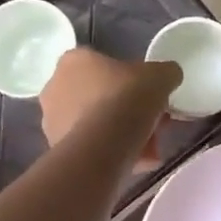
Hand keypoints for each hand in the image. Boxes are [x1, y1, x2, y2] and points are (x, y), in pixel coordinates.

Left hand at [38, 48, 177, 171]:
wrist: (105, 144)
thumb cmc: (127, 97)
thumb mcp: (160, 75)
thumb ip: (165, 72)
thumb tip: (169, 76)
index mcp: (75, 60)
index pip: (102, 63)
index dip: (129, 78)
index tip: (146, 93)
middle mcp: (55, 85)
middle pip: (98, 94)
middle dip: (124, 108)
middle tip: (150, 120)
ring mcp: (52, 119)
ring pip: (94, 122)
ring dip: (119, 132)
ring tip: (147, 146)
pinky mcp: (56, 148)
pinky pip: (90, 145)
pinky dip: (110, 151)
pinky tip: (135, 160)